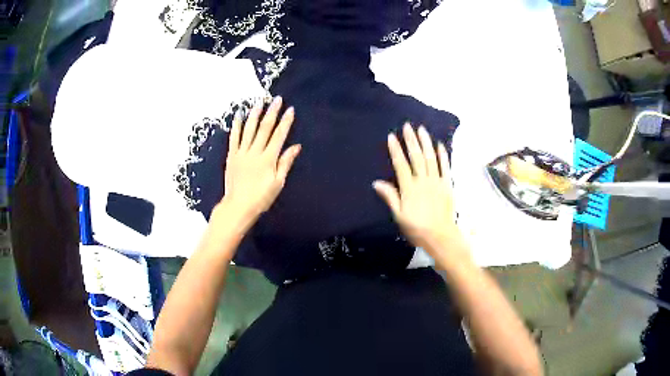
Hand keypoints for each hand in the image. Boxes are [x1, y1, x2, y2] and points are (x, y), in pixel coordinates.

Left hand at [218, 96, 300, 231]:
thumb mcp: (278, 183)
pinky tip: (239, 115)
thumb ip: (285, 163)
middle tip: (277, 99)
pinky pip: (234, 137)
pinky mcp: (232, 155)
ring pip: (249, 129)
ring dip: (255, 114)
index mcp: (268, 159)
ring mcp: (242, 152)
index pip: (279, 136)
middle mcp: (255, 152)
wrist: (238, 206)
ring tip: (259, 102)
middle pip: (265, 128)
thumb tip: (296, 146)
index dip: (285, 122)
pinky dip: (237, 125)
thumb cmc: (261, 197)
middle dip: (272, 113)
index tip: (290, 110)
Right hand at [373, 124, 464, 254]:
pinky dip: (443, 155)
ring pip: (430, 158)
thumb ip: (390, 197)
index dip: (395, 150)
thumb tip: (376, 182)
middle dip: (411, 140)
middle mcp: (423, 181)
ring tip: (422, 129)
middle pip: (416, 157)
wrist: (440, 236)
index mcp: (409, 188)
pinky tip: (440, 145)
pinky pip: (445, 167)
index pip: (401, 165)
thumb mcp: (399, 216)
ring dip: (426, 143)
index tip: (391, 136)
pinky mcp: (447, 185)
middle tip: (407, 126)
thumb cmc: (416, 228)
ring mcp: (437, 181)